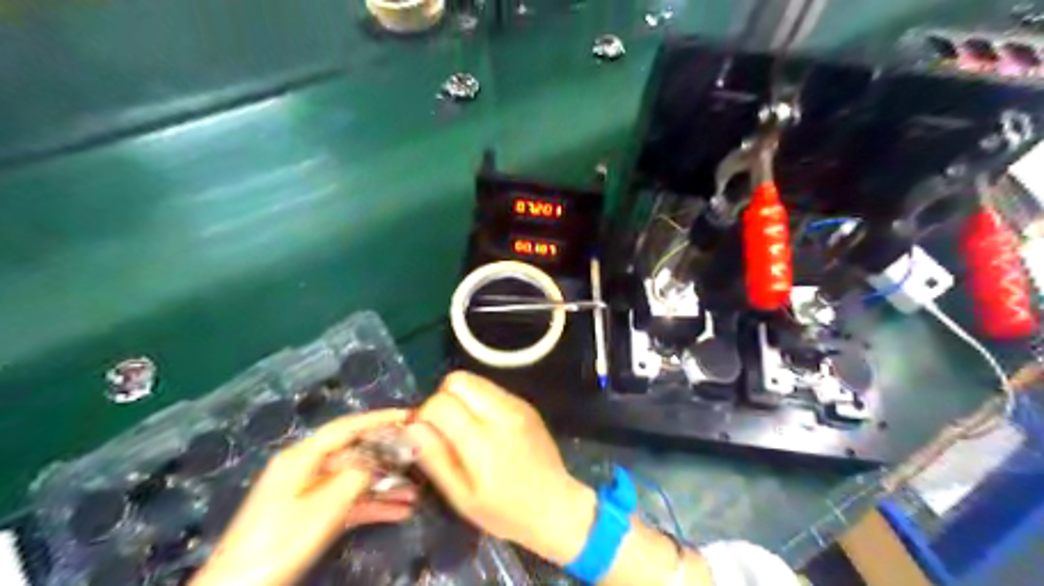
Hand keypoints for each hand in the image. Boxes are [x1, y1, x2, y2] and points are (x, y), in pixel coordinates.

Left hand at [189, 410, 419, 585]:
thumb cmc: (281, 541)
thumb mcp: (325, 505)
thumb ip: (357, 475)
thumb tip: (380, 458)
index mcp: (302, 457)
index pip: (347, 427)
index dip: (380, 419)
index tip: (409, 416)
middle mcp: (305, 468)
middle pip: (354, 453)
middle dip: (388, 456)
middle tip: (418, 456)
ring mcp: (308, 493)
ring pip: (354, 479)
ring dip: (384, 486)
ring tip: (416, 492)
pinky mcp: (311, 515)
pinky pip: (348, 501)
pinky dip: (371, 505)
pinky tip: (399, 512)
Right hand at [402, 373, 593, 564]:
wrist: (556, 505)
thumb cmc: (505, 510)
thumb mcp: (461, 497)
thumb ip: (435, 458)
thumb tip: (412, 427)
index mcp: (482, 441)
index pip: (440, 403)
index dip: (425, 416)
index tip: (426, 435)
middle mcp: (501, 414)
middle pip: (457, 380)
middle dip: (441, 399)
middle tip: (444, 427)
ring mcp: (516, 405)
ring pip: (474, 379)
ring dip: (460, 397)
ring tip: (463, 426)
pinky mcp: (525, 403)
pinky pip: (491, 389)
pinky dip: (478, 400)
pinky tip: (484, 426)